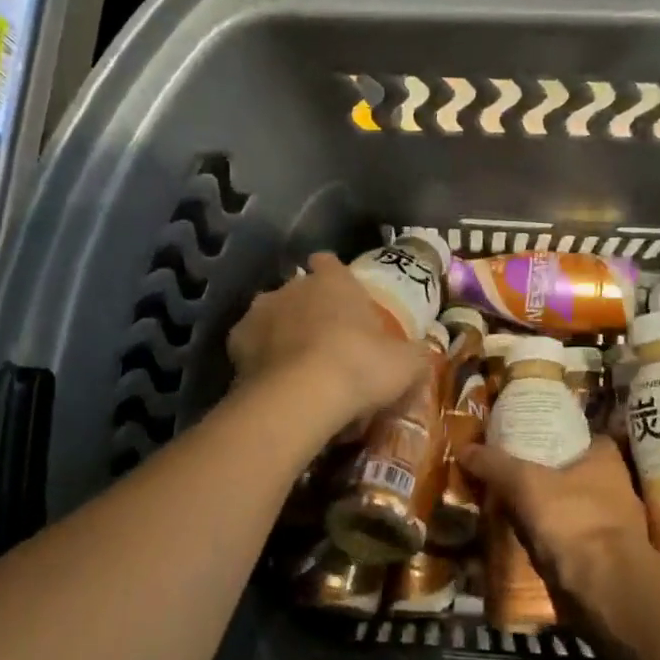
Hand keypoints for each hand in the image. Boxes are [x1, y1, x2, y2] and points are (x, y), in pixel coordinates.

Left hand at [228, 253, 427, 432]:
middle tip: (326, 342)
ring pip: (271, 315)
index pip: (329, 263)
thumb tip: (424, 354)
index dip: (334, 276)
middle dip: (309, 309)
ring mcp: (259, 312)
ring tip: (296, 365)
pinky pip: (251, 346)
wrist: (302, 396)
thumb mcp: (406, 364)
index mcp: (333, 280)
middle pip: (299, 290)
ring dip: (281, 332)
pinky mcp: (235, 343)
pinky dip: (259, 359)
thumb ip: (414, 354)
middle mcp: (292, 286)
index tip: (341, 296)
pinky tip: (273, 381)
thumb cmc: (361, 366)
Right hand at [460, 435, 651, 606]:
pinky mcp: (603, 557)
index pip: (578, 435)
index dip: (552, 435)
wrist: (604, 589)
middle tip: (508, 473)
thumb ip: (495, 464)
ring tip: (509, 505)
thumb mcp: (524, 483)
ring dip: (545, 509)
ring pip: (569, 506)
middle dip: (544, 474)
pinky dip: (548, 538)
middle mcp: (615, 487)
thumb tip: (465, 448)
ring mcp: (612, 525)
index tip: (524, 439)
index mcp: (606, 459)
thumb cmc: (572, 519)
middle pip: (572, 471)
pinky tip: (523, 539)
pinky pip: (567, 538)